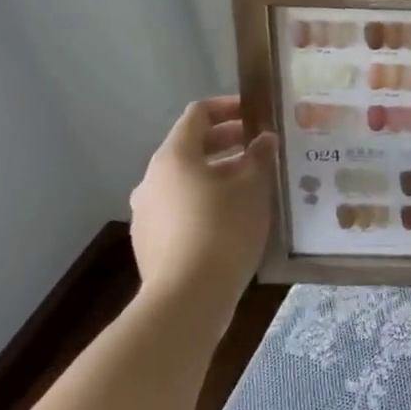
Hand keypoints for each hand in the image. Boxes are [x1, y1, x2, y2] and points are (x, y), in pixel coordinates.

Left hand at [129, 96, 274, 321]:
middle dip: (227, 142)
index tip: (256, 114)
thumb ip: (260, 157)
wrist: (186, 302)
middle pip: (190, 146)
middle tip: (260, 147)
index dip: (228, 107)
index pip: (198, 114)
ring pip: (185, 179)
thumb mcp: (253, 188)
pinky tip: (232, 217)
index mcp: (174, 156)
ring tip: (251, 184)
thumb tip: (264, 139)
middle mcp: (152, 179)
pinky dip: (205, 200)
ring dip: (217, 173)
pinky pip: (179, 207)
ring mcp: (146, 213)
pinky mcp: (149, 243)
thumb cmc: (223, 230)